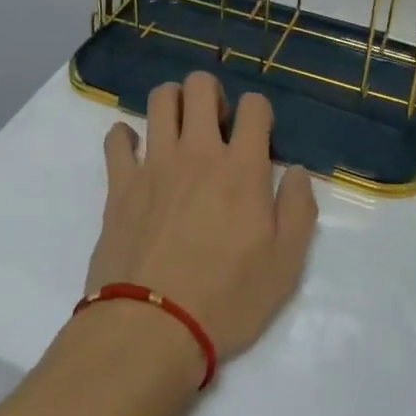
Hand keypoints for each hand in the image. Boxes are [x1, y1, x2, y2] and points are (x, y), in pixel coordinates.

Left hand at [84, 72, 317, 361]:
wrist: (151, 329)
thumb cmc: (226, 300)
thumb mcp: (285, 265)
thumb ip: (299, 210)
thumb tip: (296, 172)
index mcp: (241, 168)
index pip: (254, 106)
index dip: (260, 113)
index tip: (258, 137)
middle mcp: (197, 152)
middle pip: (200, 86)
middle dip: (212, 93)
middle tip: (216, 125)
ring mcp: (154, 163)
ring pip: (160, 99)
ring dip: (173, 103)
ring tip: (179, 130)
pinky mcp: (120, 182)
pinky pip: (117, 138)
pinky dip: (126, 137)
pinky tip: (136, 152)